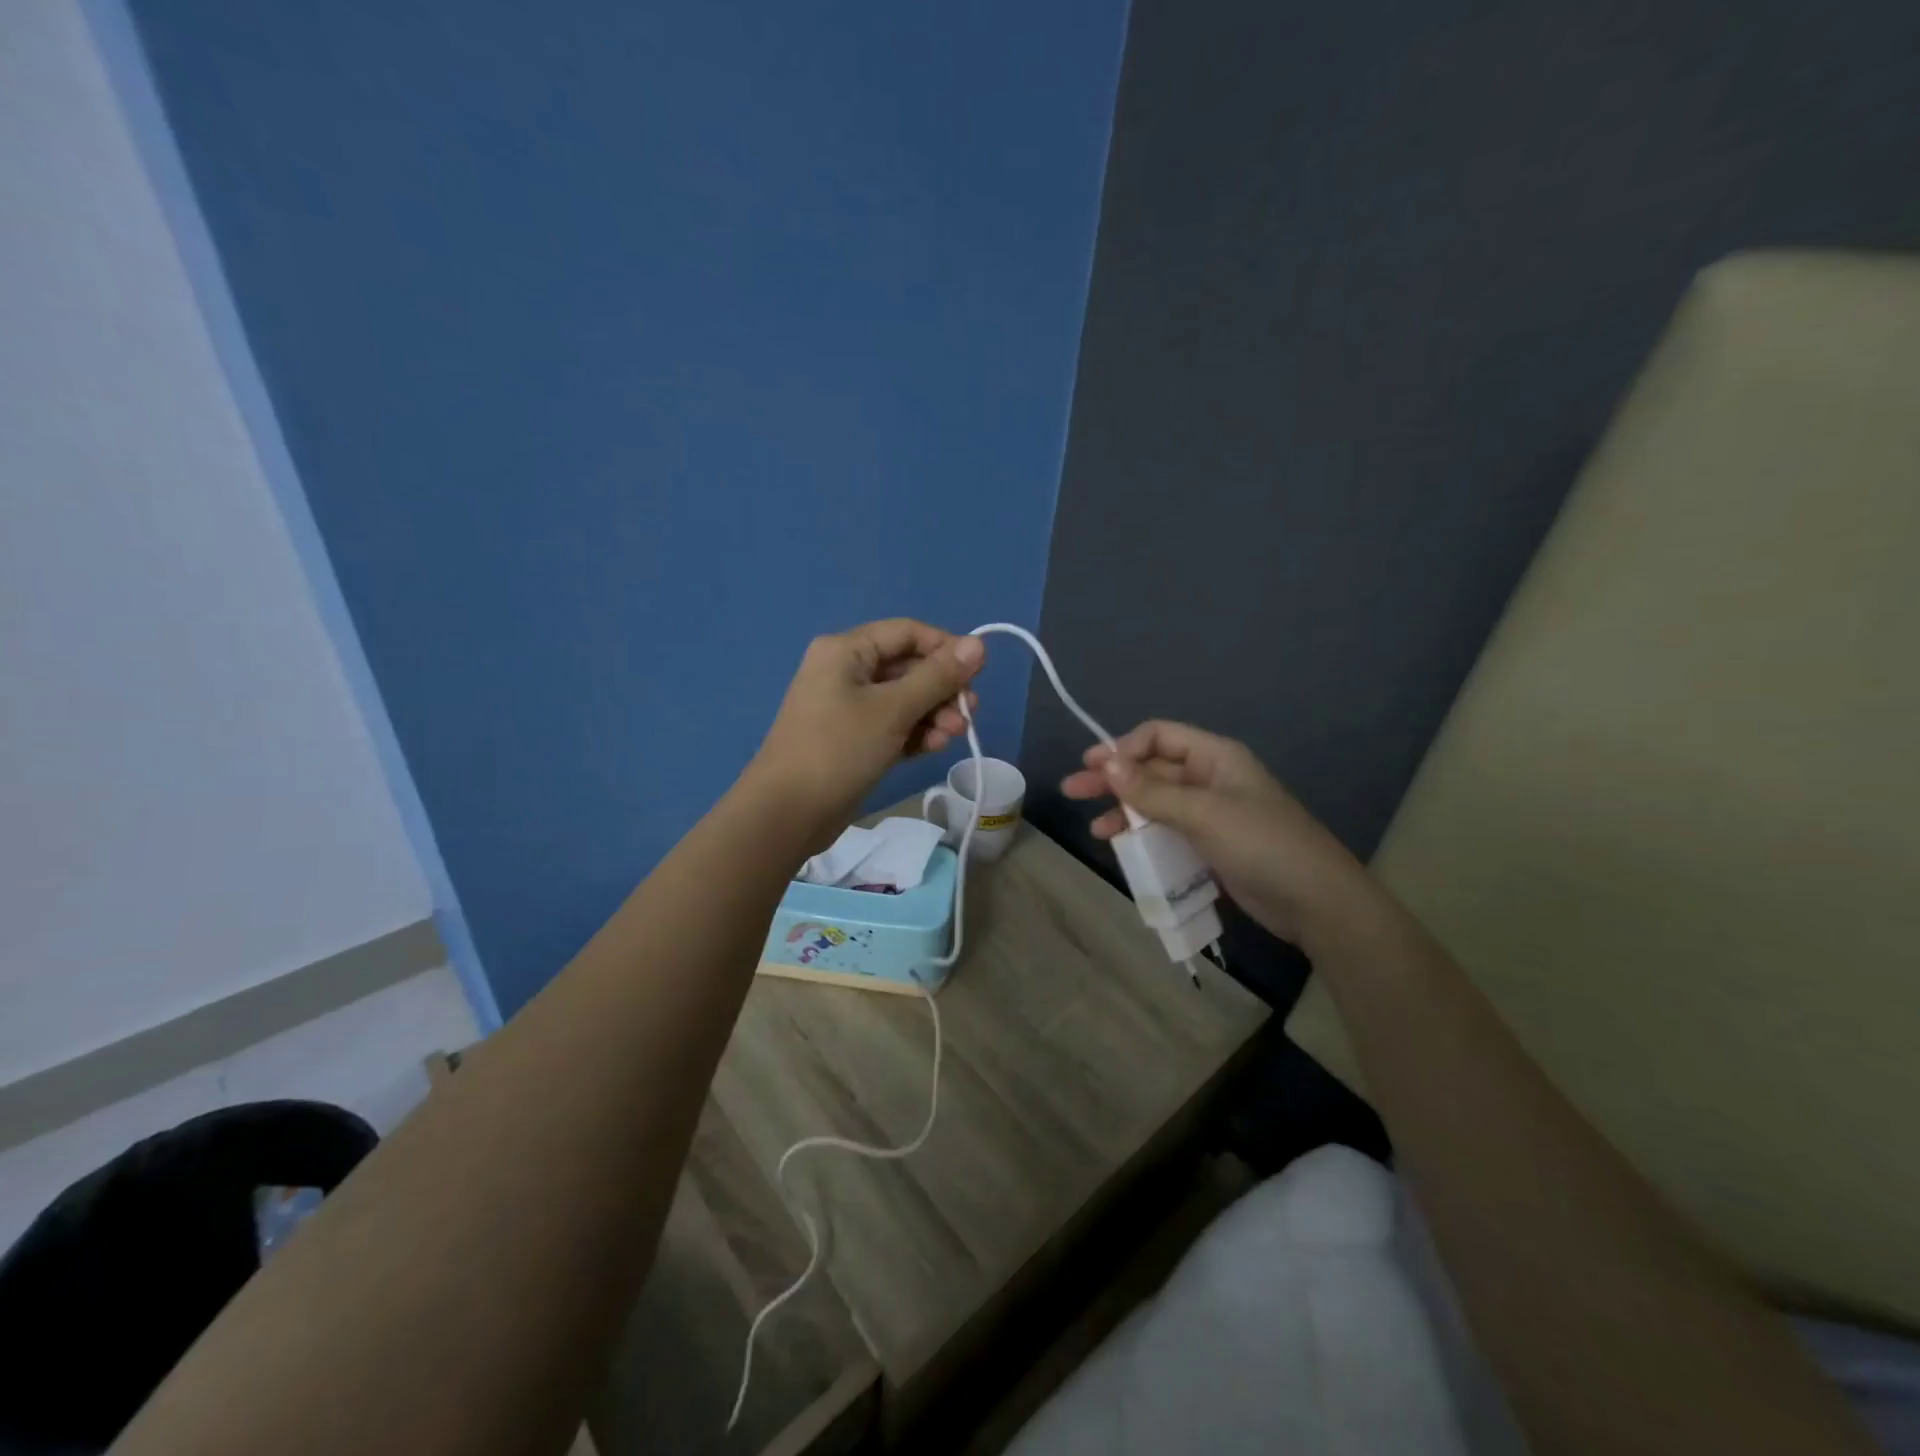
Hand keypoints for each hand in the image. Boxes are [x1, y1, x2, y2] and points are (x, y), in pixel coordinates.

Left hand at [748, 619, 984, 836]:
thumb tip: (979, 644)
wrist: (788, 813)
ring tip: (953, 735)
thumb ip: (938, 677)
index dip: (945, 648)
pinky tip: (935, 747)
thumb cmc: (838, 749)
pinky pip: (893, 725)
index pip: (907, 633)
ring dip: (934, 713)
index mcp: (846, 650)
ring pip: (904, 699)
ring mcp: (848, 707)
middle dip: (942, 688)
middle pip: (908, 667)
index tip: (978, 674)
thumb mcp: (893, 709)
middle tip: (968, 714)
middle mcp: (846, 671)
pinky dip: (916, 732)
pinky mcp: (854, 739)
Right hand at [1060, 720, 1373, 948]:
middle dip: (1113, 778)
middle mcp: (1211, 778)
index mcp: (1216, 757)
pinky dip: (1143, 834)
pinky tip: (1122, 846)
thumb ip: (1152, 791)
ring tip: (1094, 827)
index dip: (1124, 748)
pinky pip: (1167, 830)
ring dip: (1124, 810)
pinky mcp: (1210, 844)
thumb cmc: (1262, 844)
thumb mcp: (1203, 813)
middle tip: (1072, 790)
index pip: (1159, 736)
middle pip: (1153, 768)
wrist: (1315, 901)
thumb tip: (1106, 764)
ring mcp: (1211, 813)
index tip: (1093, 768)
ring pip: (1156, 802)